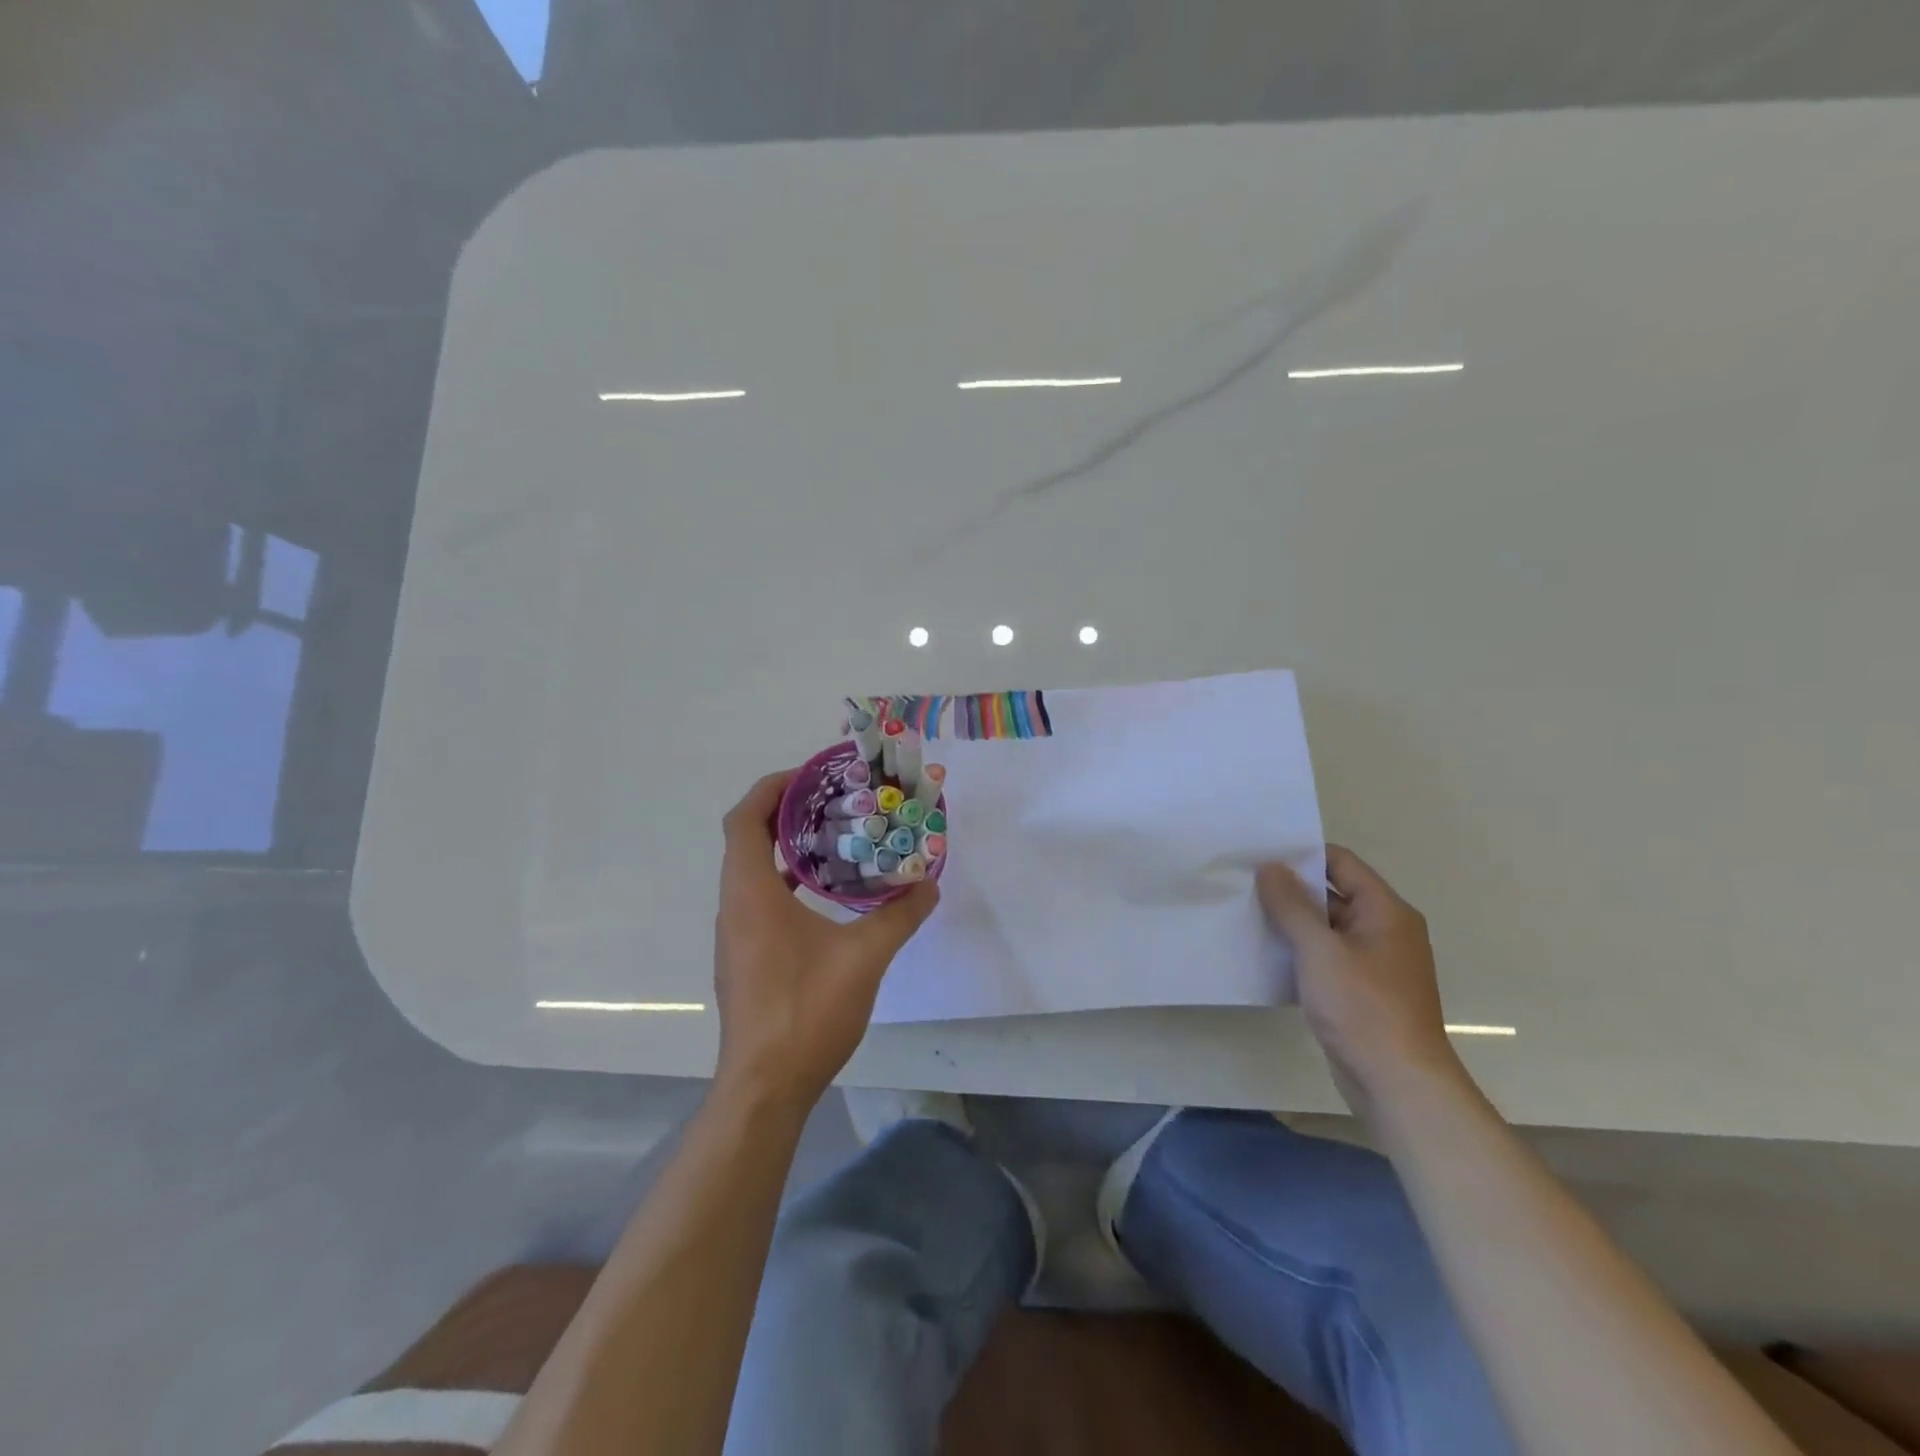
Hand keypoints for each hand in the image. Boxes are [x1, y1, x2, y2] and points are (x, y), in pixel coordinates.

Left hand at [712, 770, 938, 1110]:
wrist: (765, 1087)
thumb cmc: (806, 1012)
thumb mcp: (864, 958)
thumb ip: (899, 917)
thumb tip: (928, 886)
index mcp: (751, 894)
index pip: (744, 820)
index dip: (771, 789)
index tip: (810, 776)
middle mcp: (734, 907)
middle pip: (746, 840)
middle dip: (785, 813)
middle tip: (832, 802)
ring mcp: (735, 936)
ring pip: (751, 872)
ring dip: (784, 848)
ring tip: (833, 839)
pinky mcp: (744, 959)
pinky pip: (757, 900)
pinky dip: (784, 882)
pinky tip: (823, 896)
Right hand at [1257, 845, 1462, 1115]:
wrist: (1399, 1085)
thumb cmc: (1363, 1008)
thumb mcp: (1320, 950)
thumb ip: (1292, 905)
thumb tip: (1270, 866)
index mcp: (1386, 911)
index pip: (1340, 863)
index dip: (1301, 855)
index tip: (1259, 854)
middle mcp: (1385, 930)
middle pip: (1332, 894)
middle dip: (1290, 889)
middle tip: (1243, 883)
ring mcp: (1374, 963)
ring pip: (1326, 928)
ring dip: (1291, 923)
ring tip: (1245, 914)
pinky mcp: (1362, 991)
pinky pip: (1326, 957)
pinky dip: (1300, 952)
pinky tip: (1265, 955)